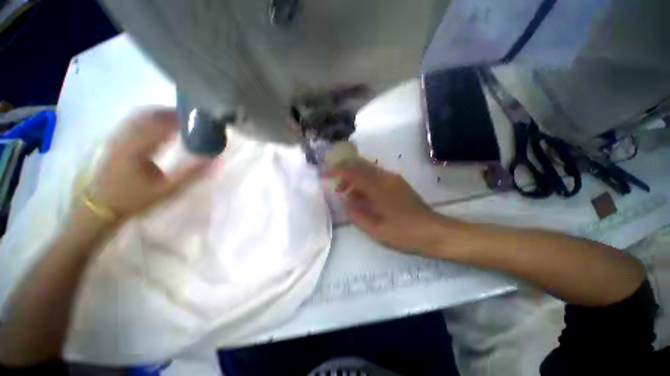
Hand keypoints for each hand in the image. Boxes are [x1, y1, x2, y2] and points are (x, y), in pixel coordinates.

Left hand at [85, 107, 210, 219]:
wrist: (100, 205)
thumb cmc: (135, 198)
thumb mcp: (167, 189)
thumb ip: (191, 173)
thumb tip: (214, 159)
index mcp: (138, 147)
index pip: (161, 123)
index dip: (181, 118)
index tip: (199, 120)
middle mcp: (126, 136)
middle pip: (150, 114)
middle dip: (172, 113)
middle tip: (192, 119)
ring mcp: (117, 136)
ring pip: (140, 115)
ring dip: (160, 114)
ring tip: (179, 120)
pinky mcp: (114, 139)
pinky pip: (133, 121)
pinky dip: (149, 119)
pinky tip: (159, 126)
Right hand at [326, 160, 440, 253]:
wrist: (434, 232)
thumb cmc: (403, 233)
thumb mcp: (375, 229)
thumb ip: (356, 214)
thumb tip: (345, 200)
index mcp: (378, 187)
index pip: (352, 171)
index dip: (336, 171)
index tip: (324, 174)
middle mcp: (385, 177)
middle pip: (359, 165)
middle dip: (344, 173)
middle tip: (337, 188)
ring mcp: (393, 178)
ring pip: (367, 170)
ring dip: (354, 178)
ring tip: (348, 195)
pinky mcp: (397, 183)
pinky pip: (375, 176)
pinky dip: (364, 182)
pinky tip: (363, 196)